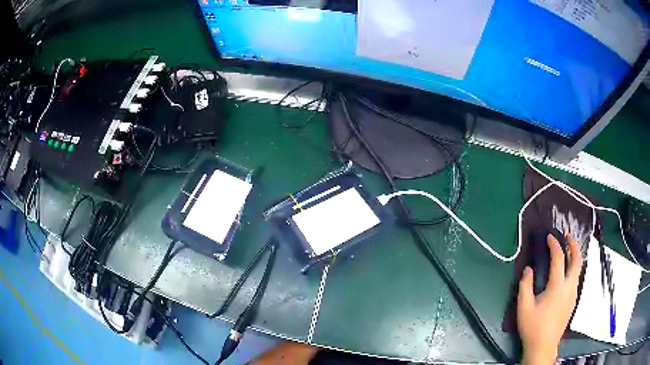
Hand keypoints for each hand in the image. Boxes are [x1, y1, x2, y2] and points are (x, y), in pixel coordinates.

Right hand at [517, 231, 582, 364]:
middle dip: (573, 245)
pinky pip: (576, 278)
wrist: (543, 346)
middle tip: (568, 236)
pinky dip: (573, 268)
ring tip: (568, 250)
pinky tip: (566, 272)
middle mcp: (569, 287)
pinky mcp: (573, 301)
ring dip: (574, 256)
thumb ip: (525, 286)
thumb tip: (528, 269)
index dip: (555, 245)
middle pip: (577, 260)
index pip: (559, 258)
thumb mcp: (524, 308)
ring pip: (578, 269)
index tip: (550, 237)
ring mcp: (573, 294)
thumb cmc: (533, 327)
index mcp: (557, 286)